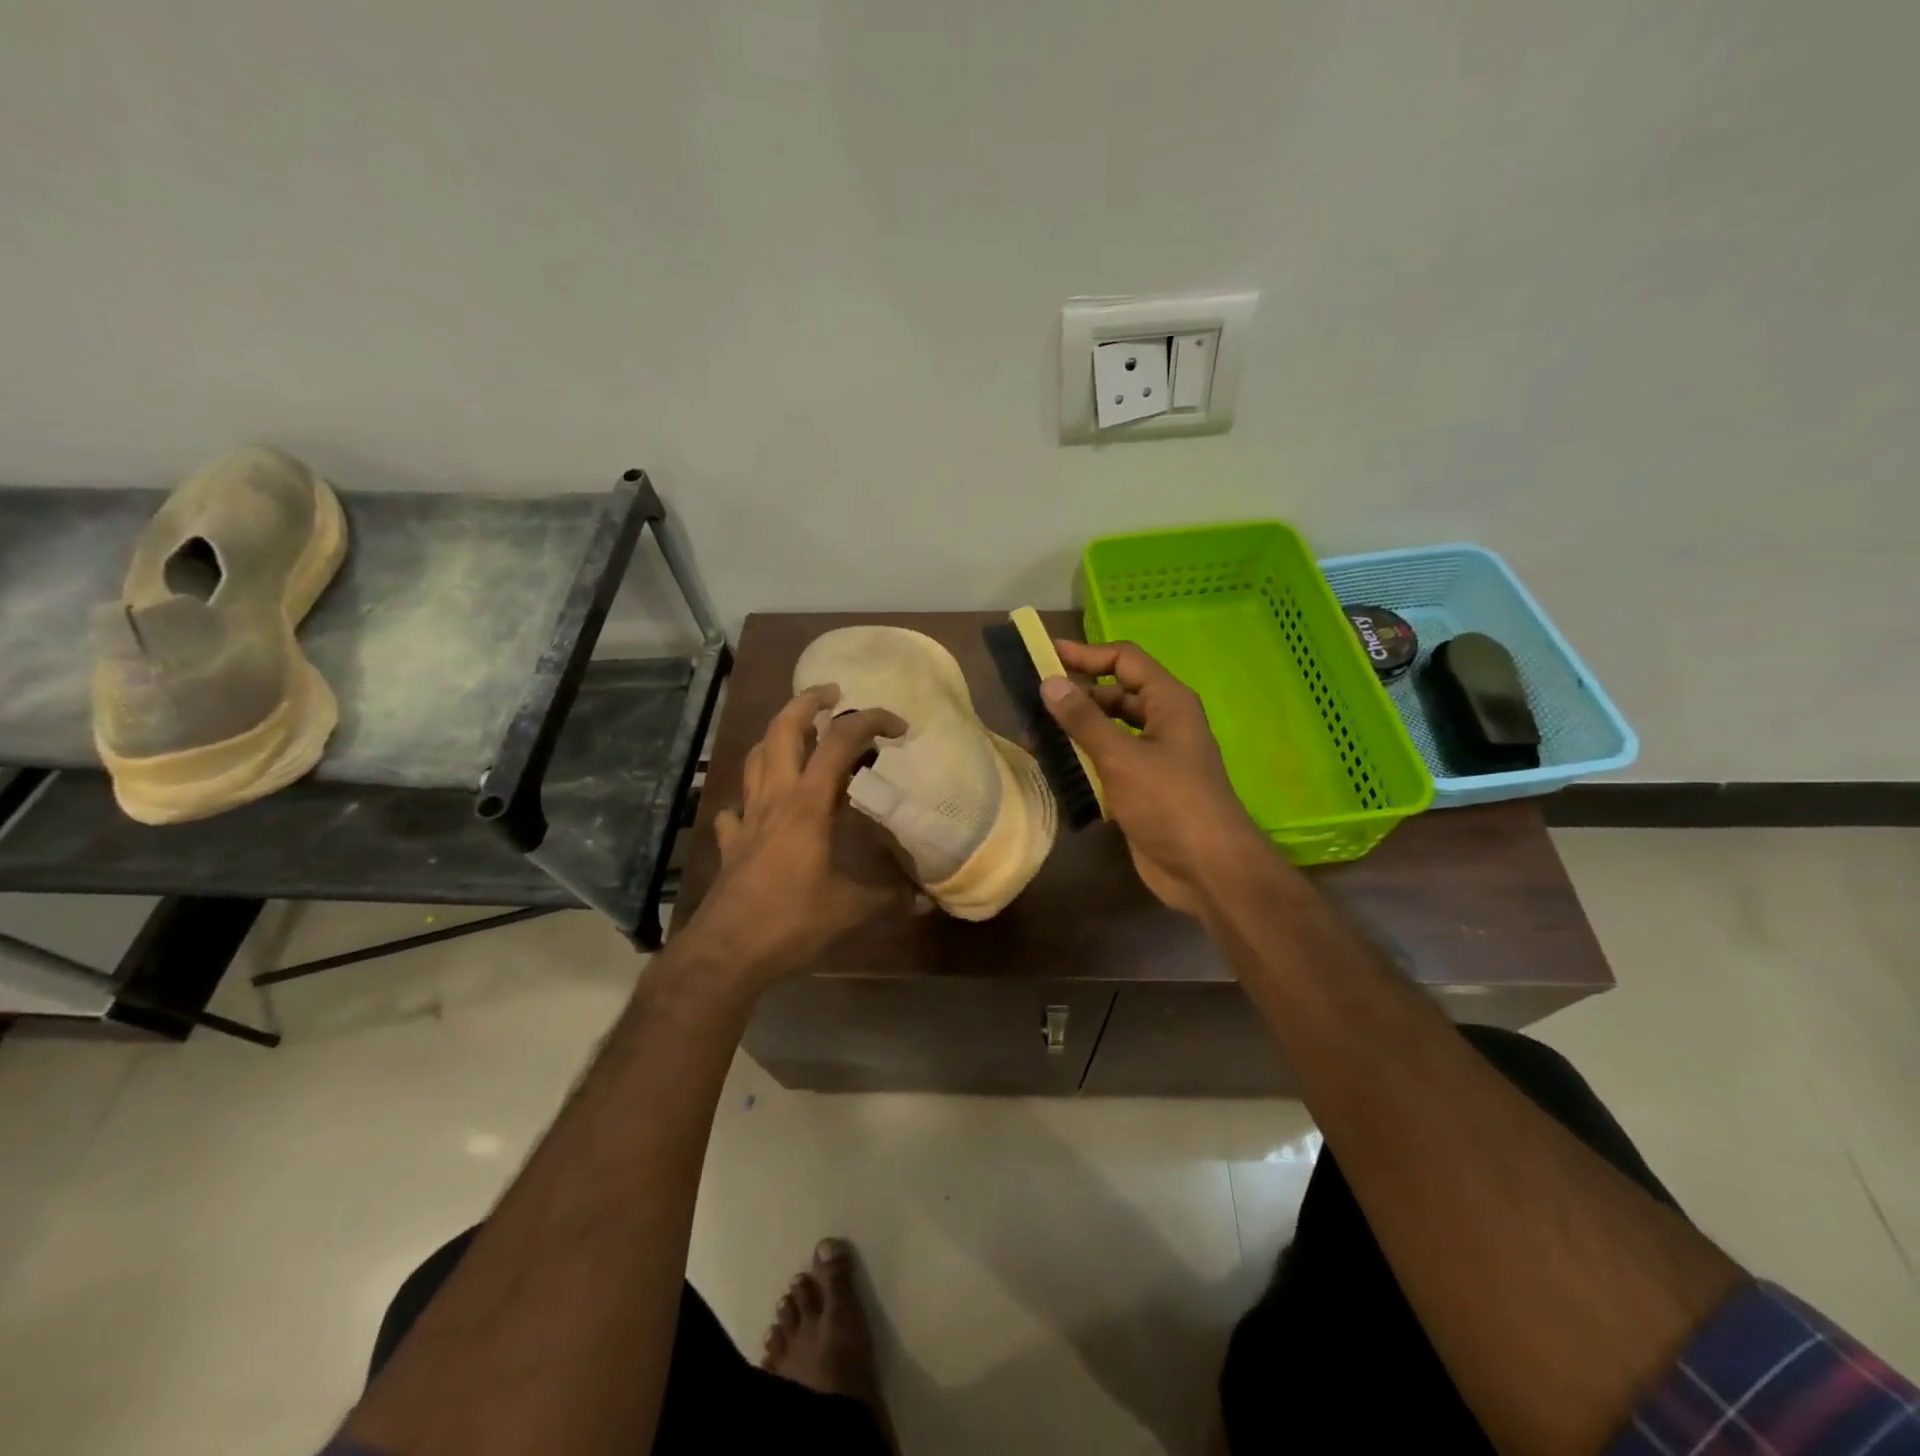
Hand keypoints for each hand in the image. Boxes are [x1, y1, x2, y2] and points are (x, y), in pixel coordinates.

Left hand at [684, 686, 910, 984]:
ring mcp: (747, 818)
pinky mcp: (731, 842)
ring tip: (800, 734)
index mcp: (807, 804)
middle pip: (783, 730)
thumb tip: (926, 902)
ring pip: (756, 758)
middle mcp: (775, 798)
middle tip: (832, 693)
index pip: (840, 742)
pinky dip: (750, 796)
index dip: (870, 722)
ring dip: (777, 736)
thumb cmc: (791, 921)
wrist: (727, 952)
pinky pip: (737, 806)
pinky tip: (761, 807)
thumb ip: (888, 898)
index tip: (898, 727)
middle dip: (807, 701)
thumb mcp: (850, 910)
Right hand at [1041, 640, 1270, 915]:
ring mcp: (1153, 756)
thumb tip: (1050, 682)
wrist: (1206, 869)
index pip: (1124, 660)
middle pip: (1114, 694)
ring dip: (1075, 730)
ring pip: (1108, 730)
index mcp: (1169, 702)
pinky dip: (1083, 759)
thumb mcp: (1122, 757)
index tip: (1044, 655)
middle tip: (1031, 700)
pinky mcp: (1142, 787)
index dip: (1085, 654)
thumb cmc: (1170, 802)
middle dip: (1075, 695)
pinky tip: (1053, 765)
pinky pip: (1107, 761)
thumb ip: (1084, 720)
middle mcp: (1163, 722)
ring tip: (1032, 733)